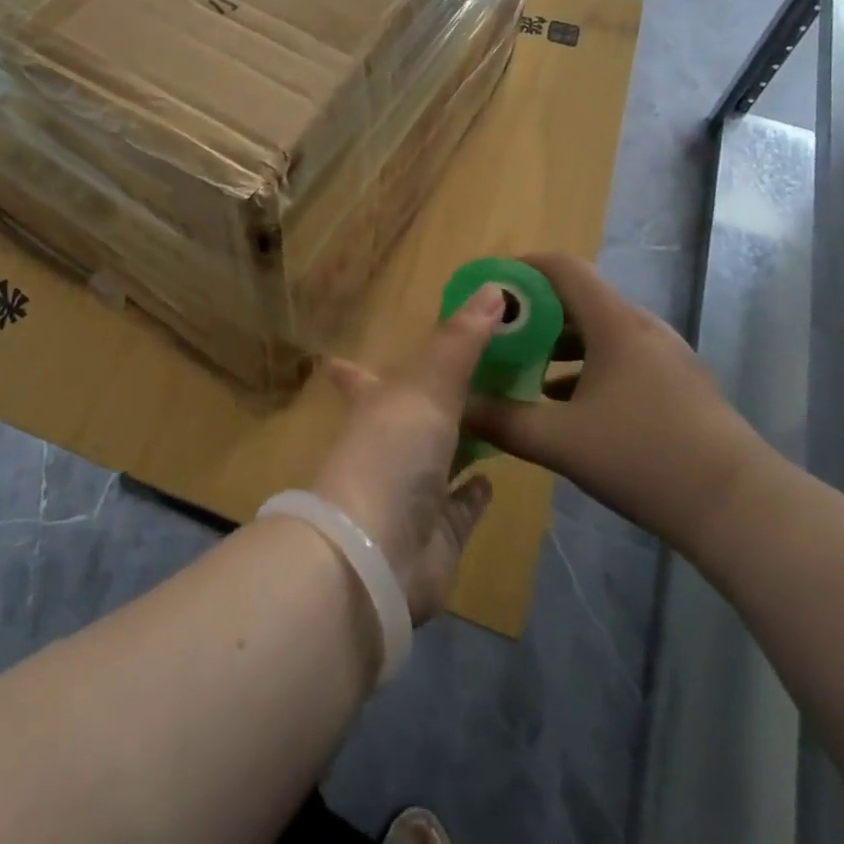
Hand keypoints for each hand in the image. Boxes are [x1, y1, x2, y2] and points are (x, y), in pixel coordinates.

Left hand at [310, 285, 501, 622]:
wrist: (375, 557)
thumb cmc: (391, 456)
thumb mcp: (426, 386)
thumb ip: (460, 341)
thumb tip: (494, 286)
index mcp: (373, 407)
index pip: (359, 378)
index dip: (353, 366)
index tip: (345, 353)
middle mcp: (388, 447)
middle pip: (412, 416)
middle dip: (436, 398)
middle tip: (478, 375)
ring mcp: (412, 493)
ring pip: (440, 457)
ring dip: (463, 439)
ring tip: (498, 415)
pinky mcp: (438, 534)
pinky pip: (461, 507)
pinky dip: (474, 493)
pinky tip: (493, 479)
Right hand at [461, 253, 769, 556]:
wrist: (741, 509)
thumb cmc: (645, 458)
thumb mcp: (561, 441)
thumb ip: (503, 421)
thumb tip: (459, 407)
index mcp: (614, 322)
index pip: (562, 267)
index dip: (521, 269)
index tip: (488, 288)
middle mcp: (641, 327)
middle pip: (578, 299)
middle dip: (532, 314)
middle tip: (496, 337)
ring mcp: (664, 356)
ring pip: (599, 332)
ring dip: (558, 345)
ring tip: (523, 372)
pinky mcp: (677, 385)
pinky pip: (620, 358)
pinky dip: (585, 368)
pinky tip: (566, 406)